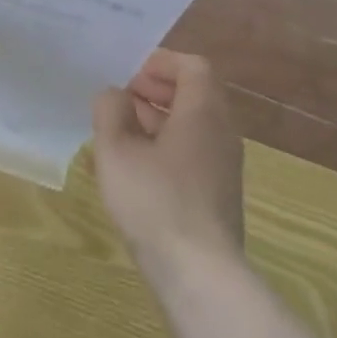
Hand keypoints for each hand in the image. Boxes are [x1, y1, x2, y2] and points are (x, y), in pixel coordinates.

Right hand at [91, 50, 244, 279]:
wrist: (200, 275)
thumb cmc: (155, 201)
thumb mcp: (116, 151)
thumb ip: (110, 112)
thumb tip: (115, 95)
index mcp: (203, 111)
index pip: (194, 66)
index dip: (162, 62)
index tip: (132, 73)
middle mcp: (222, 132)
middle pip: (197, 93)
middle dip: (159, 89)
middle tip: (124, 98)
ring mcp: (225, 166)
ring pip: (196, 125)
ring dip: (162, 118)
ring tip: (124, 131)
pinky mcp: (221, 195)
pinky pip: (196, 152)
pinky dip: (170, 145)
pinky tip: (140, 168)